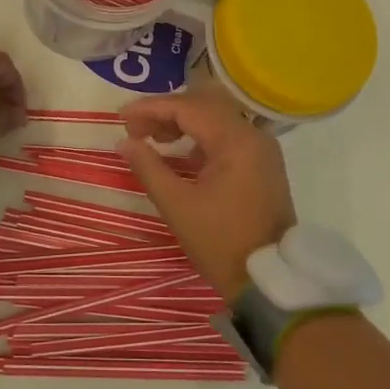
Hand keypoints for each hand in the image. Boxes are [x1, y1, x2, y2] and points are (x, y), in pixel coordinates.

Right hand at [117, 90, 294, 301]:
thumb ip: (148, 167)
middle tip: (134, 128)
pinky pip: (227, 137)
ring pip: (216, 120)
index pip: (188, 108)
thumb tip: (124, 142)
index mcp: (235, 141)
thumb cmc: (220, 242)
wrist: (268, 282)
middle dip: (166, 113)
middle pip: (203, 107)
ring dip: (183, 123)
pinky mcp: (263, 165)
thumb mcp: (177, 206)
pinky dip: (201, 139)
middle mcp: (253, 136)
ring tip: (152, 139)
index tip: (121, 117)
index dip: (151, 108)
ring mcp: (261, 150)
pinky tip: (181, 155)